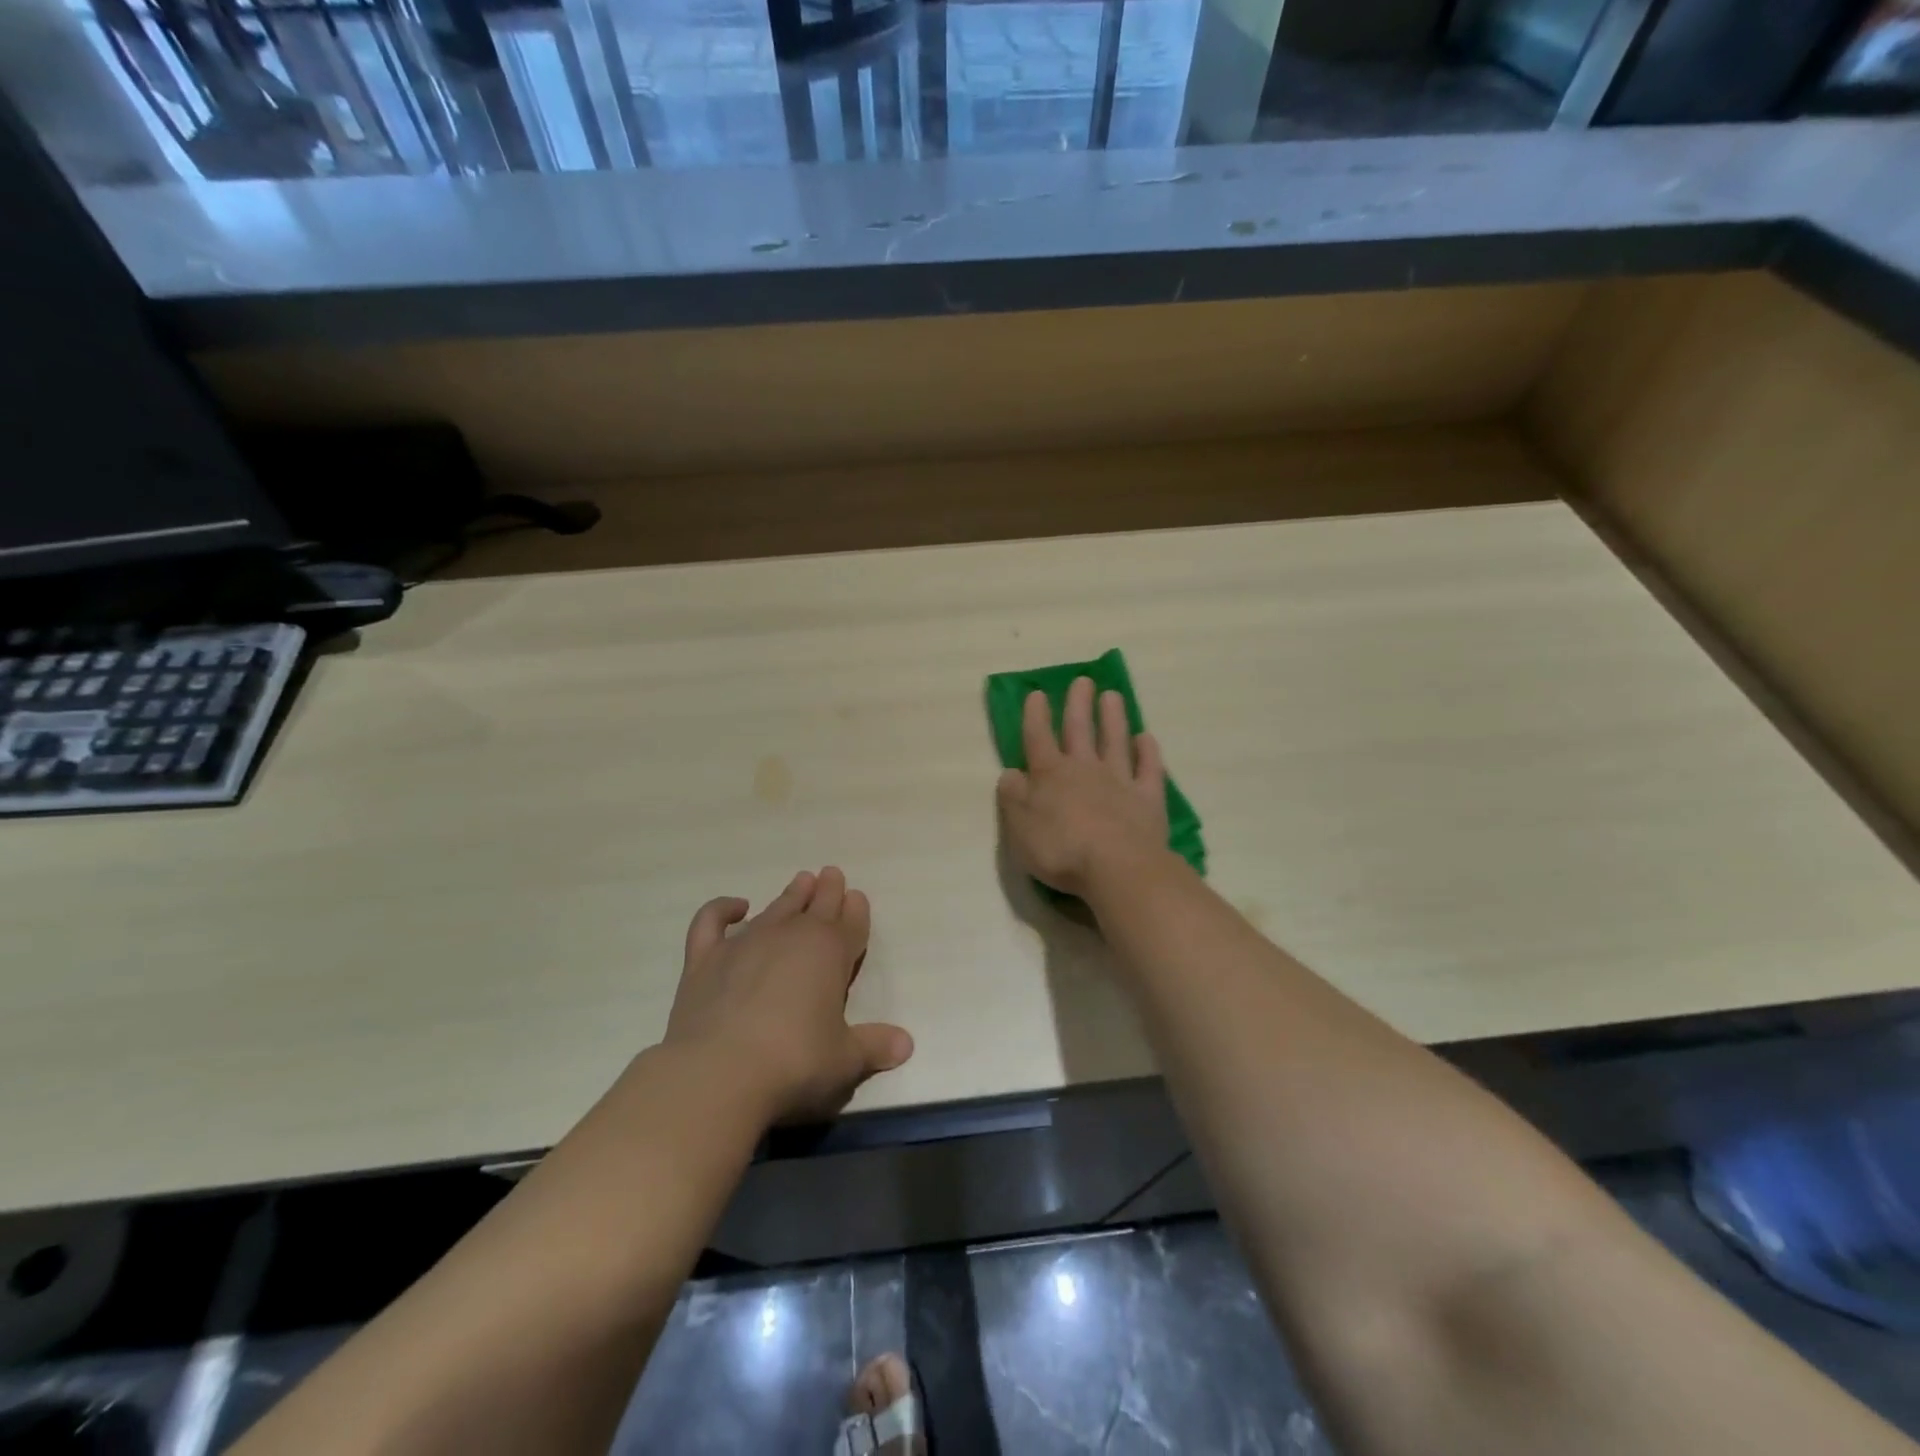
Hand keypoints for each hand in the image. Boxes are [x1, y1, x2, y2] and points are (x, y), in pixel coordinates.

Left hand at [664, 867, 913, 1124]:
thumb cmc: (794, 1062)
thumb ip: (874, 1046)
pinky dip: (722, 908)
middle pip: (816, 905)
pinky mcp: (706, 957)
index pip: (850, 923)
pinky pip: (713, 920)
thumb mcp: (845, 1060)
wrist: (719, 1071)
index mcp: (830, 952)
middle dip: (828, 890)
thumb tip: (906, 1044)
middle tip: (831, 875)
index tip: (857, 896)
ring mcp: (746, 942)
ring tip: (801, 882)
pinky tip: (735, 907)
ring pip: (776, 907)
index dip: (856, 910)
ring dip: (791, 894)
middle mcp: (791, 935)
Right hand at [996, 677, 1169, 898]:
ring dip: (1113, 718)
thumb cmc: (1060, 849)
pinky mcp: (1148, 799)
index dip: (1035, 715)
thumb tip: (1011, 773)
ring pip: (1115, 741)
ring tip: (1112, 695)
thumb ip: (1012, 796)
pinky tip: (1146, 738)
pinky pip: (1149, 769)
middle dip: (1078, 704)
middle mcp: (1085, 769)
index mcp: (1050, 774)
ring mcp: (1120, 781)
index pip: (1038, 737)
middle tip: (1082, 680)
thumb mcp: (1019, 826)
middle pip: (1079, 730)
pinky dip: (1148, 752)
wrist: (1116, 867)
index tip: (1037, 693)